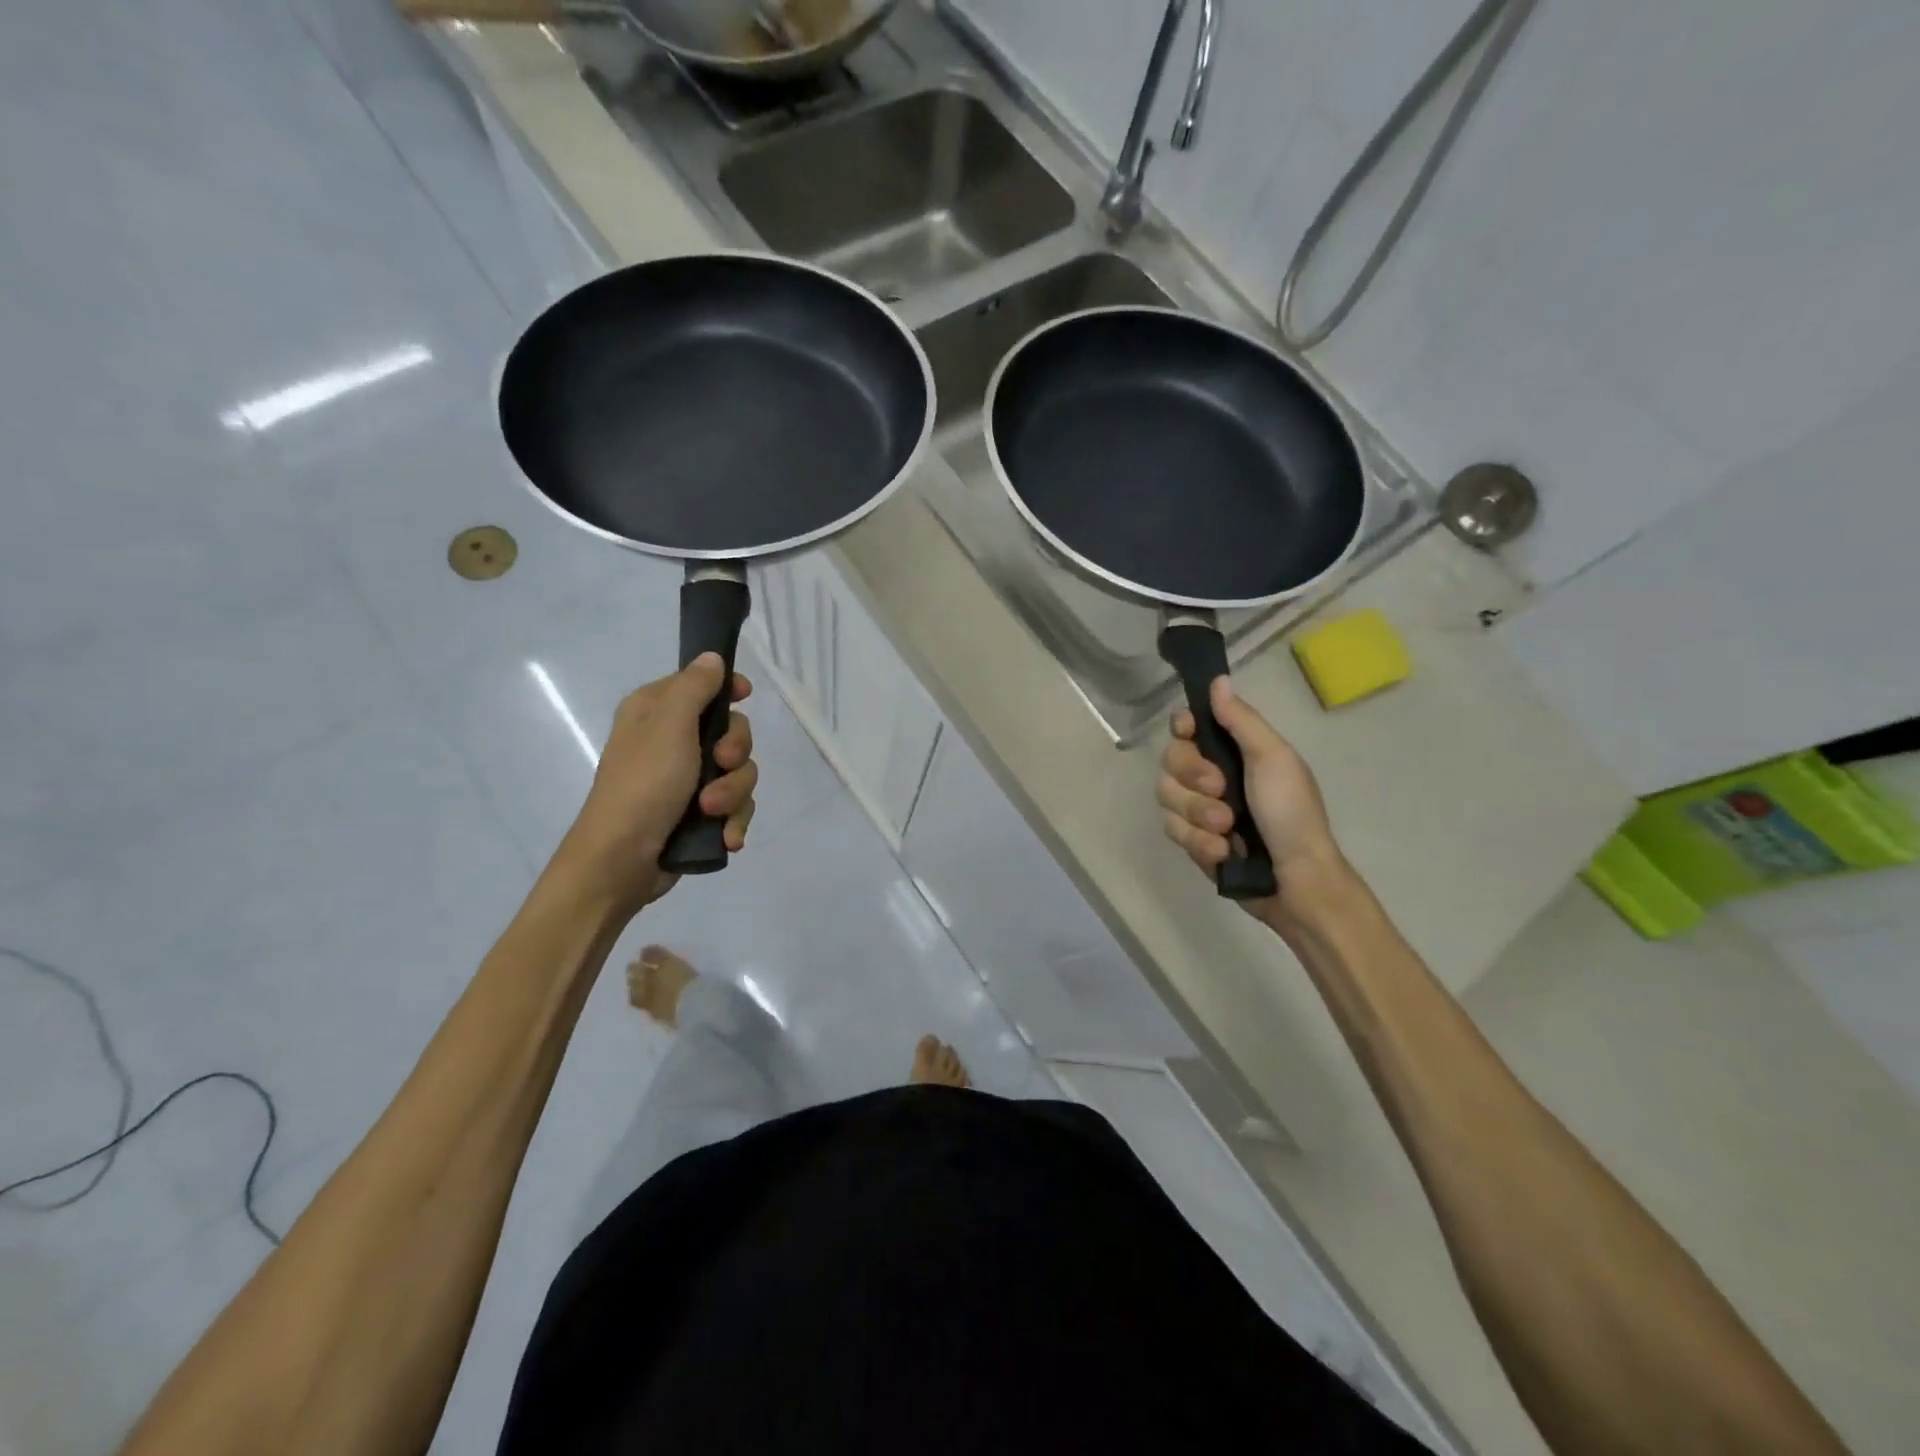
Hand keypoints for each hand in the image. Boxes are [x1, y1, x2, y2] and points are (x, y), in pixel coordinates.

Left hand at [555, 654, 756, 917]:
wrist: (621, 862)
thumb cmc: (643, 785)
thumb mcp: (669, 726)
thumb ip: (695, 687)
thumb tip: (712, 657)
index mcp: (656, 712)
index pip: (702, 684)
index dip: (728, 689)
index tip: (745, 696)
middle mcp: (672, 741)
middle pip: (732, 732)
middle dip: (735, 754)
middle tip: (719, 764)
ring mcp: (687, 780)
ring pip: (739, 773)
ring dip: (733, 794)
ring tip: (711, 813)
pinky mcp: (699, 815)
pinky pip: (735, 807)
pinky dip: (733, 821)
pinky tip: (725, 837)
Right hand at [1157, 676, 1345, 923]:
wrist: (1296, 881)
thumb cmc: (1292, 813)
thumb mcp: (1273, 759)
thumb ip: (1241, 721)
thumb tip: (1218, 680)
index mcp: (1234, 751)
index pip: (1189, 727)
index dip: (1183, 728)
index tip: (1189, 732)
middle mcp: (1212, 776)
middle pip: (1170, 760)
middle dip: (1193, 778)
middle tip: (1222, 791)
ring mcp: (1200, 810)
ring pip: (1167, 797)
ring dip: (1198, 814)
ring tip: (1228, 830)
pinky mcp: (1193, 841)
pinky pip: (1173, 831)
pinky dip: (1199, 842)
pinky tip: (1224, 852)